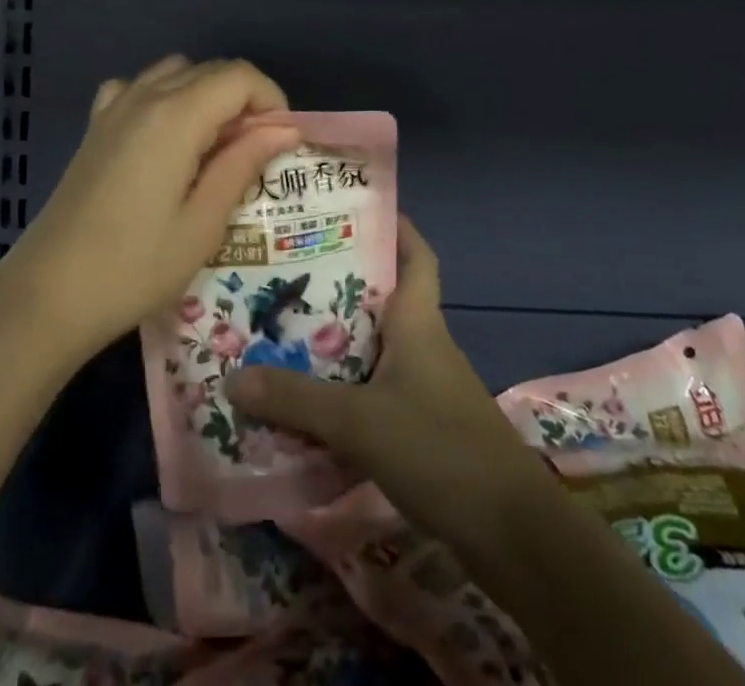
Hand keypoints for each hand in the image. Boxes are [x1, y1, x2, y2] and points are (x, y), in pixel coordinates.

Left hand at [3, 56, 298, 365]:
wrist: (50, 292)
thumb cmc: (135, 266)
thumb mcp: (203, 223)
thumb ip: (243, 164)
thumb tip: (284, 128)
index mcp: (175, 115)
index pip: (239, 76)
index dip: (270, 100)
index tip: (278, 144)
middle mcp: (144, 95)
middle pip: (209, 69)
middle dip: (242, 100)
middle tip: (251, 154)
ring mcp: (113, 106)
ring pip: (175, 72)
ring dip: (205, 95)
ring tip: (211, 148)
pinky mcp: (95, 125)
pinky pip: (138, 88)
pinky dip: (163, 97)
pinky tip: (163, 138)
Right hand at [225, 216, 538, 539]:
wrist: (512, 536)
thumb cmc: (441, 450)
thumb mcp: (360, 421)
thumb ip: (296, 400)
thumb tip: (232, 376)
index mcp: (418, 322)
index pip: (416, 255)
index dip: (394, 227)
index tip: (354, 209)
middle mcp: (422, 344)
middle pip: (381, 298)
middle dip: (337, 285)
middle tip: (286, 273)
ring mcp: (425, 388)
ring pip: (373, 347)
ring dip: (335, 340)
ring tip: (282, 331)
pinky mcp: (422, 428)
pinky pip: (374, 390)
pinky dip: (343, 388)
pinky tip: (307, 401)